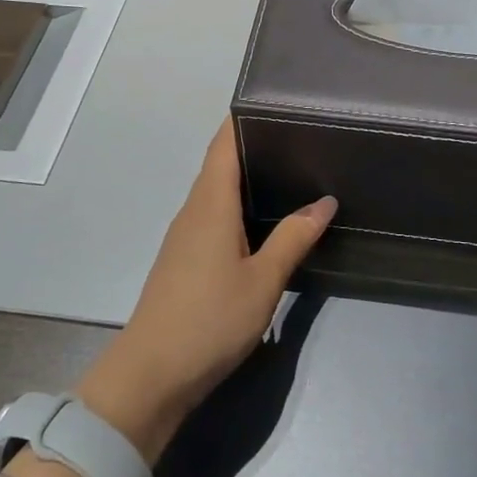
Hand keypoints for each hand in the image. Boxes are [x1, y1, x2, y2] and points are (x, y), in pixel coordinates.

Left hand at [76, 121, 335, 465]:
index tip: (275, 101)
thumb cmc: (210, 320)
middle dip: (252, 144)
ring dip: (245, 176)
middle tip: (298, 134)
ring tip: (289, 169)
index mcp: (210, 204)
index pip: (223, 144)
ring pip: (216, 191)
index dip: (243, 118)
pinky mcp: (184, 258)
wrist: (151, 375)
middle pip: (220, 163)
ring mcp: (185, 235)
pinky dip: (237, 205)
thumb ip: (294, 237)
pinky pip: (213, 215)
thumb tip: (325, 201)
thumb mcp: (263, 281)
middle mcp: (193, 210)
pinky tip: (263, 218)